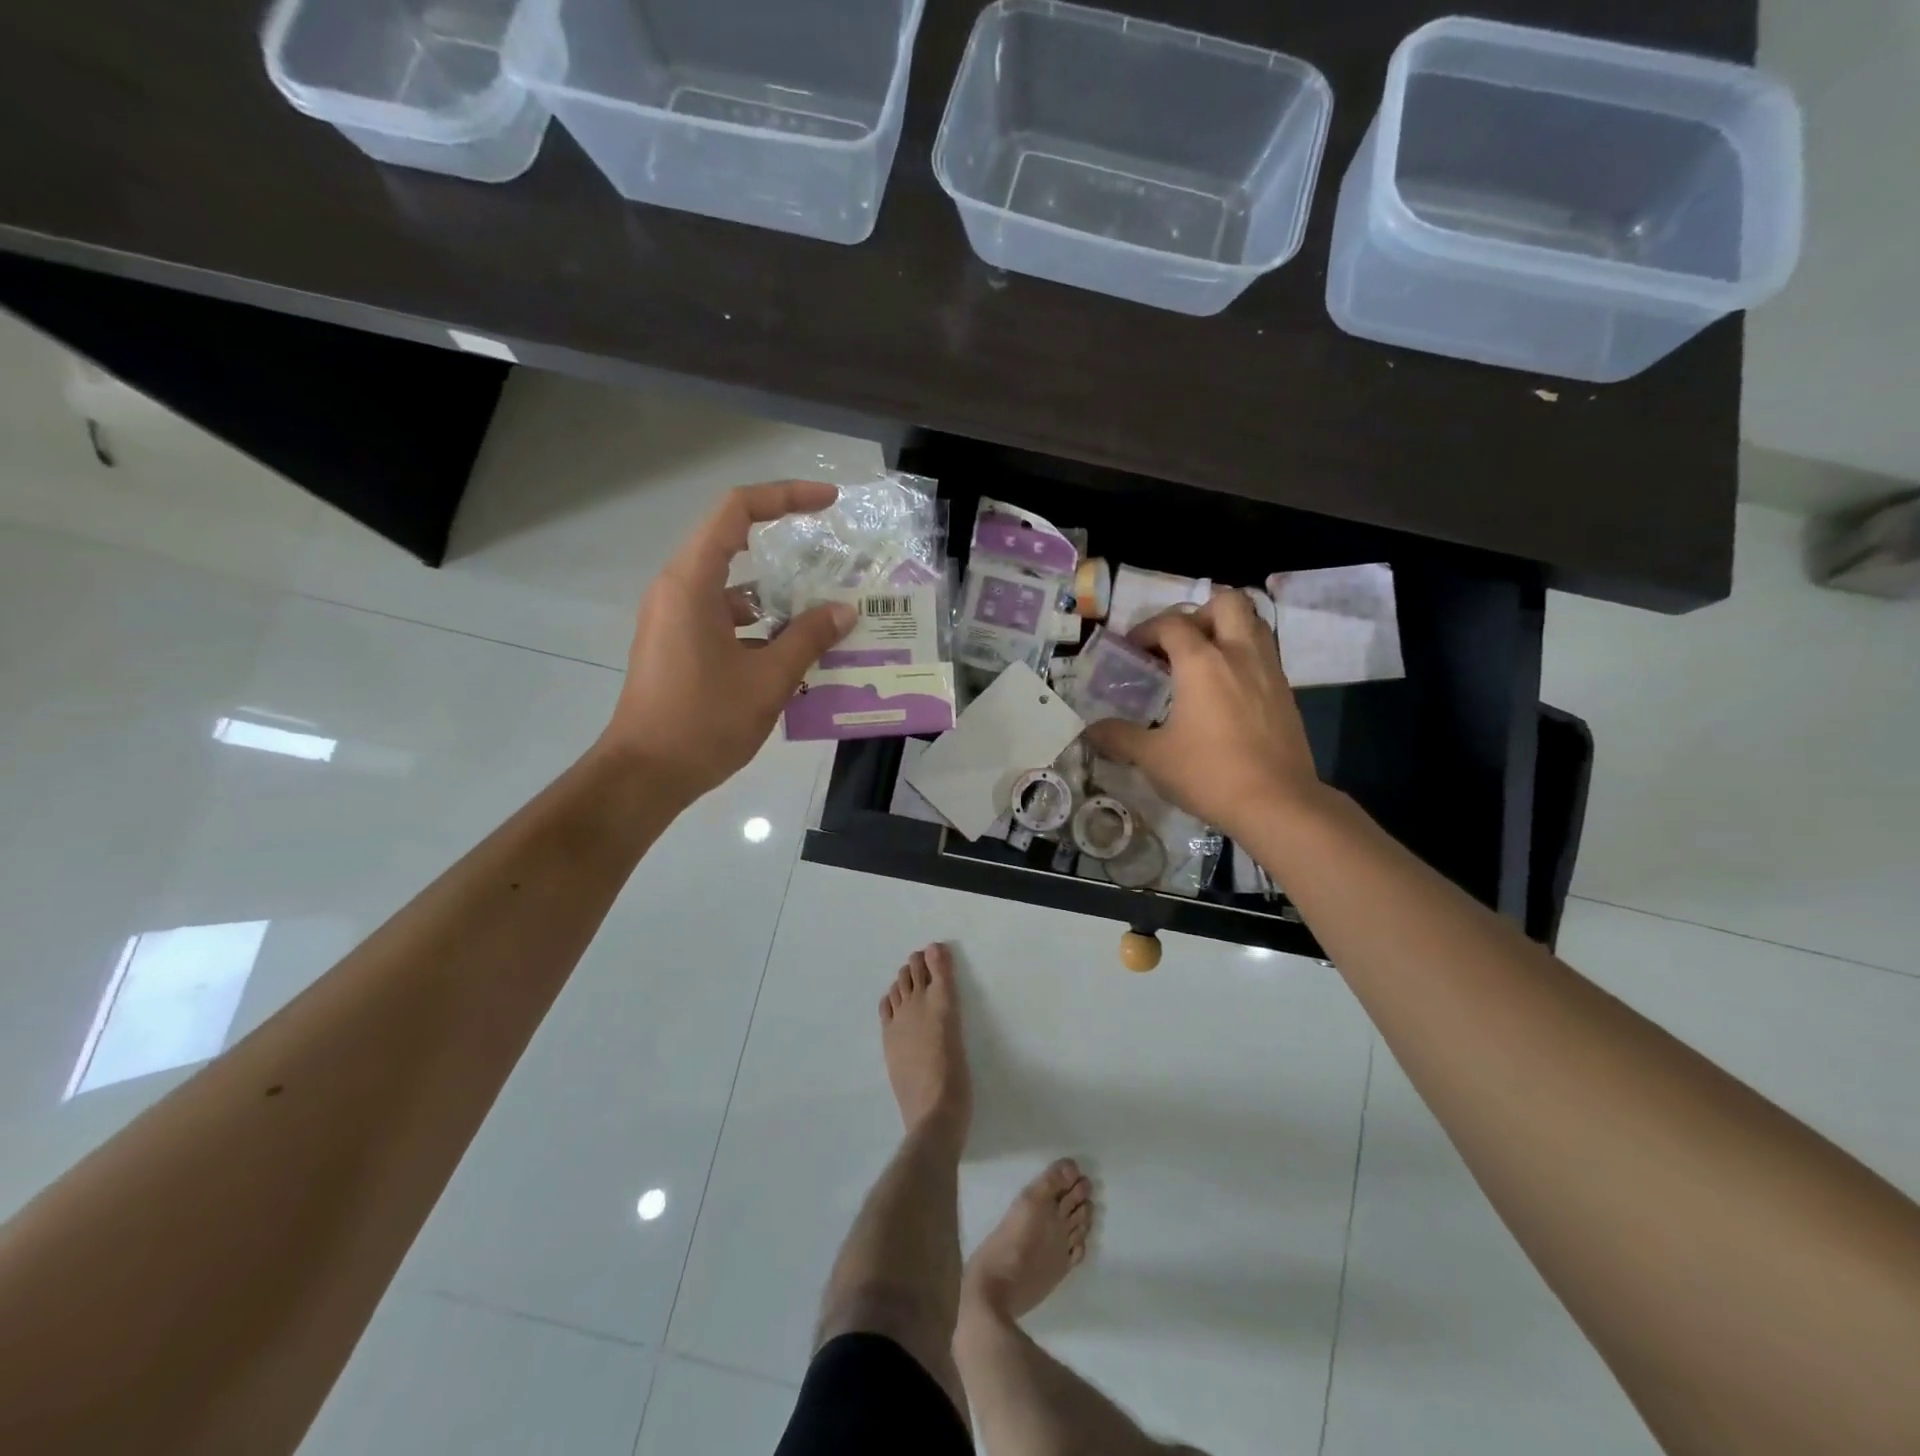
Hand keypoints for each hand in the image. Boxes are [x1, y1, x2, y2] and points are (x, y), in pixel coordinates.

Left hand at [600, 481, 854, 800]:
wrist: (645, 774)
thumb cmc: (704, 722)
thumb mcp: (768, 679)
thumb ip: (808, 639)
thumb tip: (843, 612)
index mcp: (692, 583)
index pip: (736, 512)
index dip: (784, 497)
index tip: (827, 504)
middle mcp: (677, 591)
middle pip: (734, 546)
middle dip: (787, 551)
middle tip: (833, 566)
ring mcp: (674, 619)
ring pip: (733, 590)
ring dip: (777, 600)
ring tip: (824, 620)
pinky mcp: (677, 646)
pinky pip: (724, 620)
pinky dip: (759, 627)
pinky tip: (793, 656)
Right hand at [1085, 591, 1323, 840]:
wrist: (1278, 803)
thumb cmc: (1209, 774)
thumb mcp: (1154, 758)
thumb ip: (1119, 737)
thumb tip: (1090, 731)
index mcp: (1202, 662)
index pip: (1172, 623)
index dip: (1146, 630)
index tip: (1131, 650)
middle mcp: (1239, 654)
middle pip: (1227, 603)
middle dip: (1199, 613)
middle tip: (1179, 644)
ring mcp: (1269, 671)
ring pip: (1253, 623)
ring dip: (1226, 630)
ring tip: (1204, 661)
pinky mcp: (1287, 693)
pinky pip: (1264, 654)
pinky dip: (1243, 657)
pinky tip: (1227, 691)